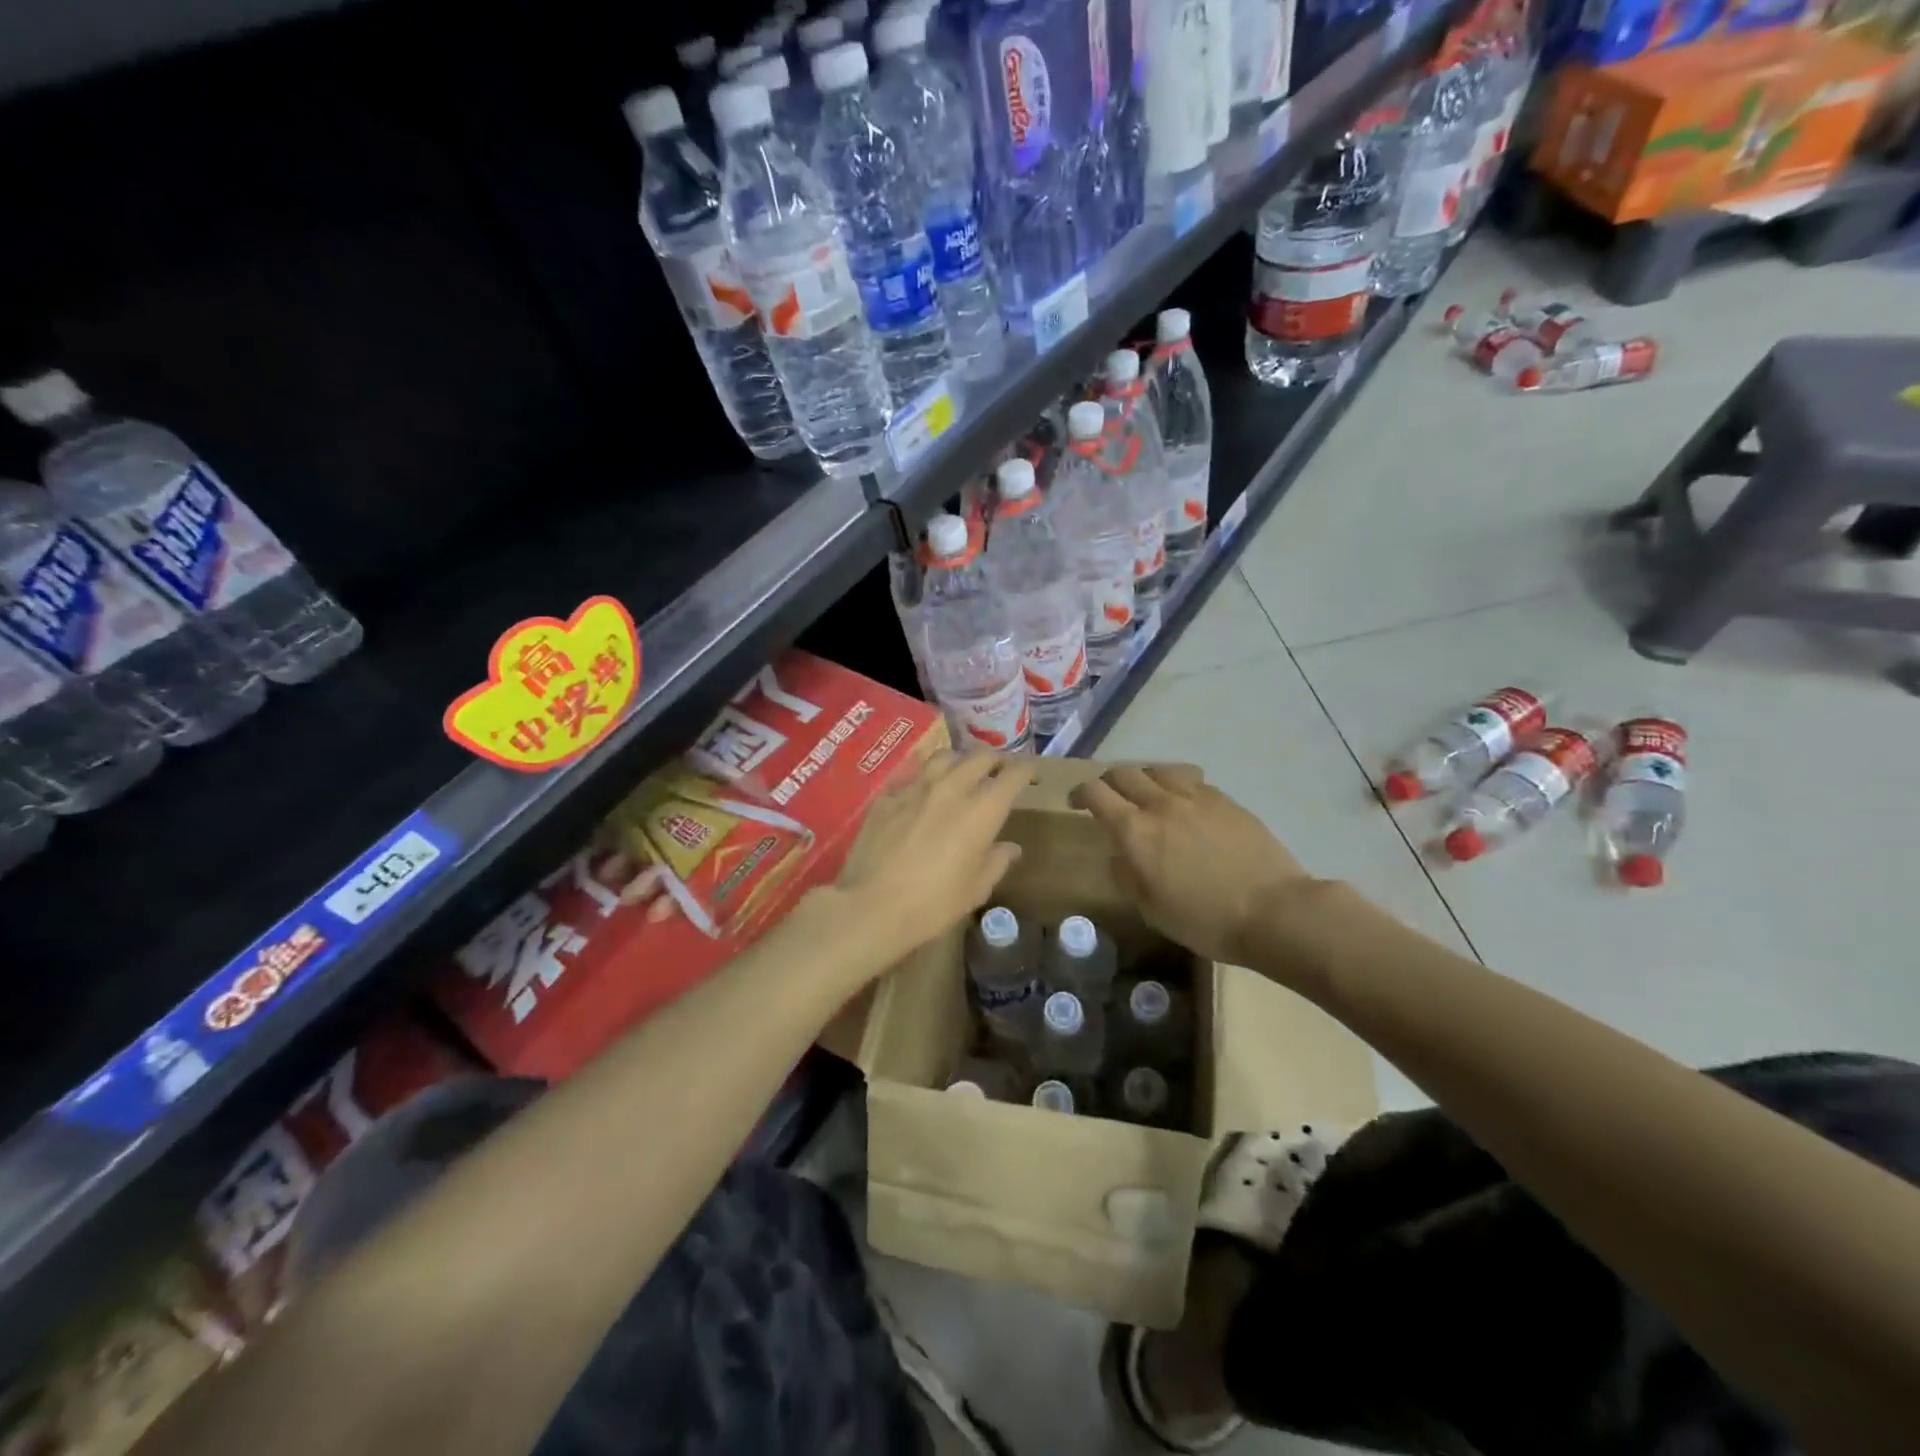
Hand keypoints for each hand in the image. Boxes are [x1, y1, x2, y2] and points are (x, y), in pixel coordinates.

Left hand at [832, 750, 1034, 964]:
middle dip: (996, 760)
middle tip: (999, 771)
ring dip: (959, 761)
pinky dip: (923, 778)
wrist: (872, 906)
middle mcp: (951, 788)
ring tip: (961, 773)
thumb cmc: (933, 904)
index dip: (1025, 770)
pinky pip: (911, 775)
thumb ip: (996, 861)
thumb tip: (1010, 847)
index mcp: (981, 811)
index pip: (1012, 775)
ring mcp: (915, 788)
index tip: (1030, 774)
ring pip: (944, 757)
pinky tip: (921, 792)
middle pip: (980, 757)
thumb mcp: (975, 889)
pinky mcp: (887, 796)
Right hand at [1069, 765, 1311, 966]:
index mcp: (1135, 831)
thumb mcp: (1151, 910)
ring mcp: (1196, 797)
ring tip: (1147, 794)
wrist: (1272, 911)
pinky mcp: (1225, 800)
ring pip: (1158, 770)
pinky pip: (1191, 779)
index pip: (1096, 793)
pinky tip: (1184, 803)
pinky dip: (1176, 785)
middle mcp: (1160, 804)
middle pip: (1124, 774)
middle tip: (1108, 798)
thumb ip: (1127, 876)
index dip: (1080, 793)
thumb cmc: (1205, 920)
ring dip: (1144, 778)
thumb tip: (1120, 856)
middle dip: (1108, 782)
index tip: (1075, 803)